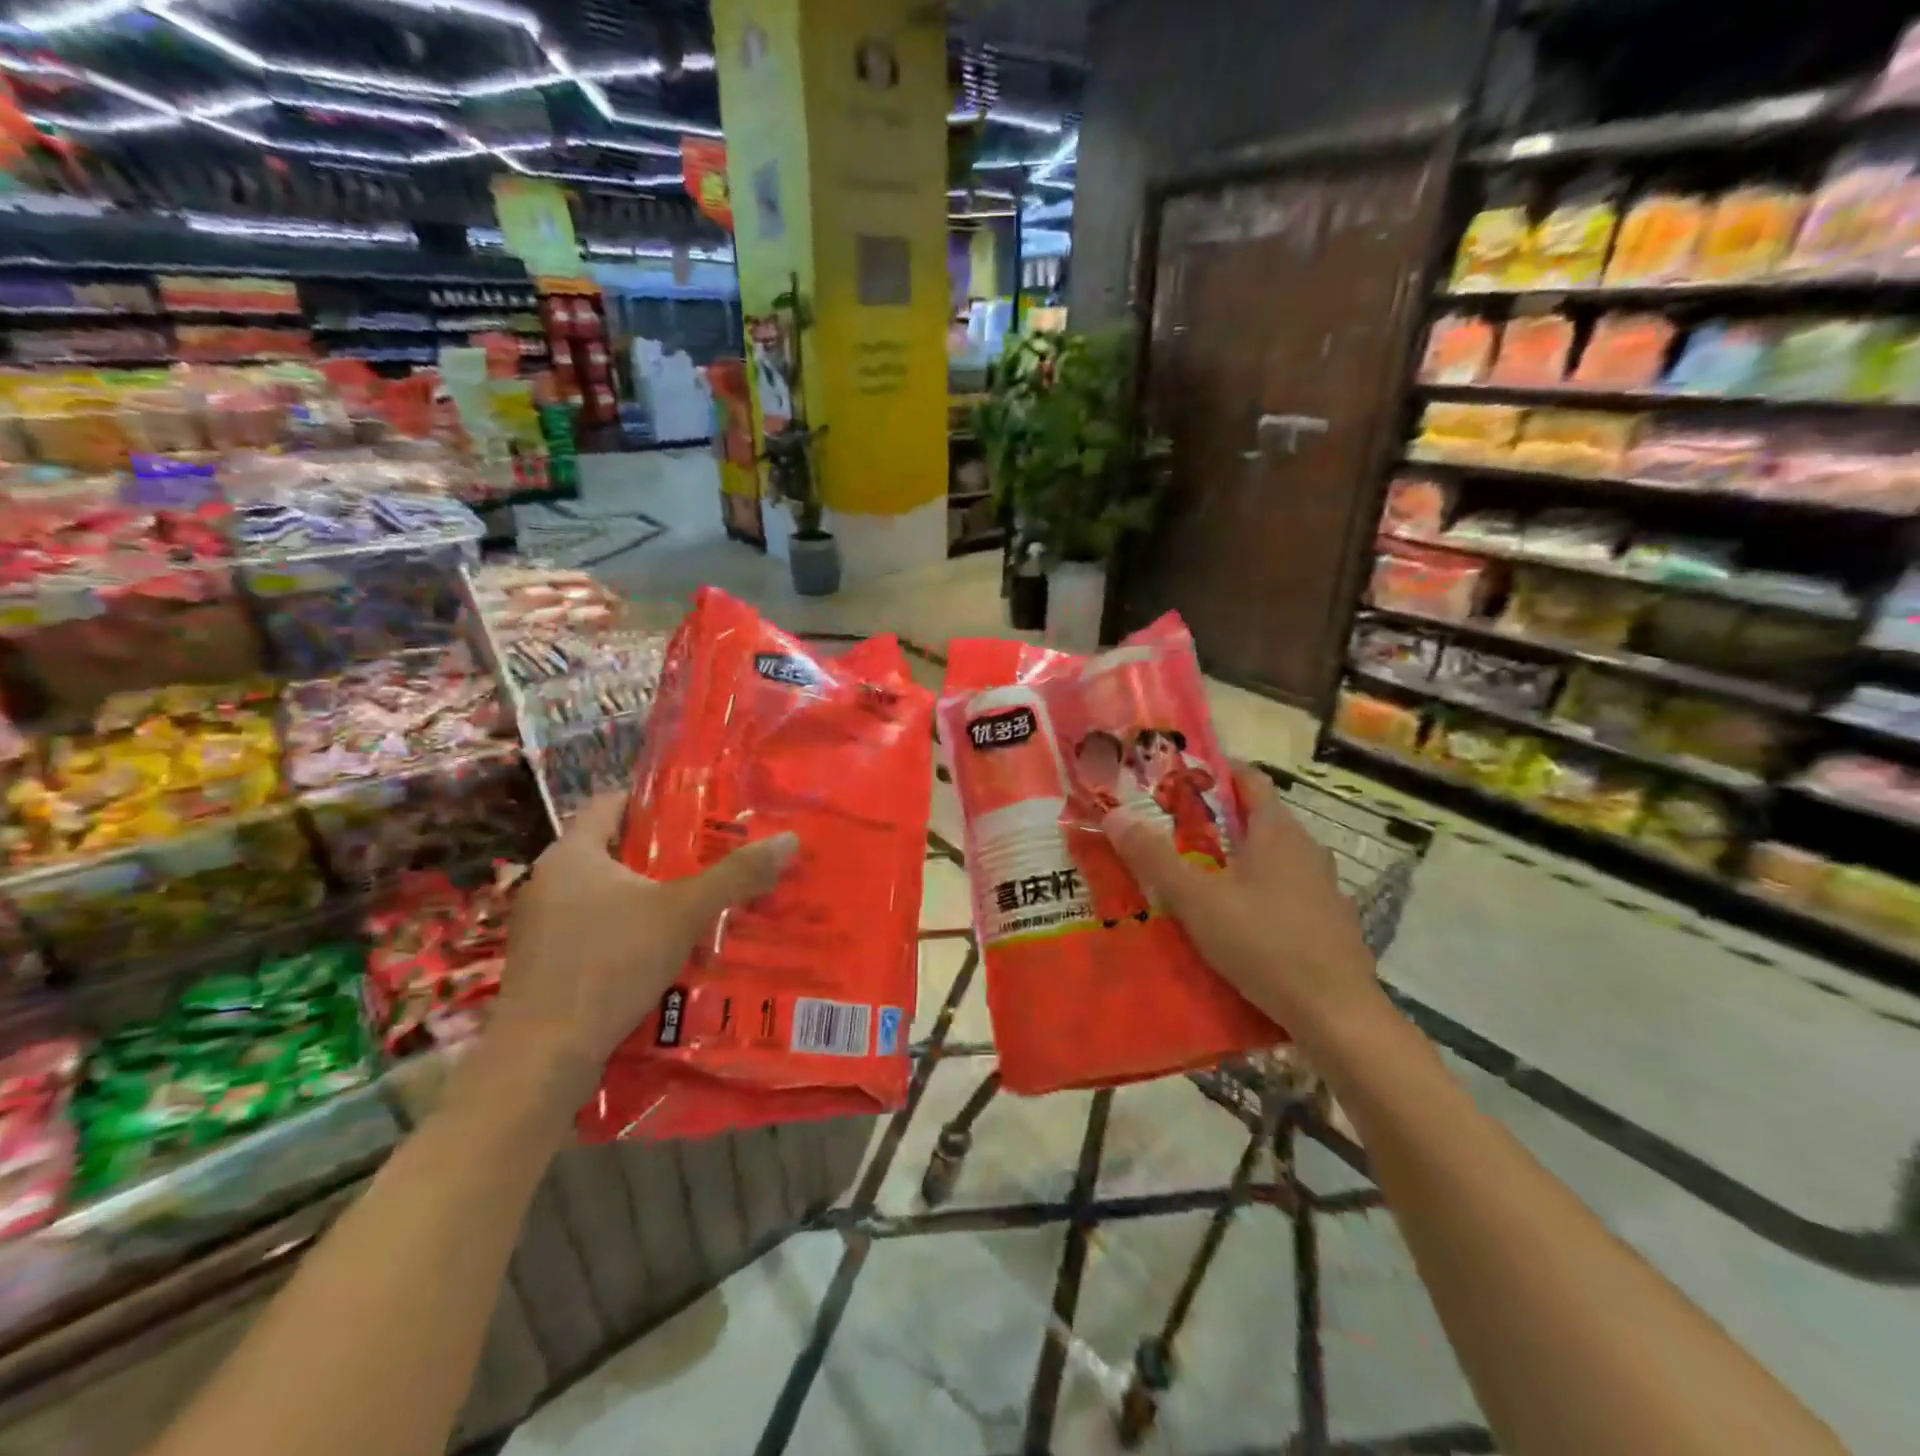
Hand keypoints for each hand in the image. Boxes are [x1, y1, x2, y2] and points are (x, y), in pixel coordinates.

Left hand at [488, 793, 798, 1109]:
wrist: (541, 1059)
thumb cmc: (609, 965)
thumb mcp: (683, 913)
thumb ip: (735, 876)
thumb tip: (789, 840)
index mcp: (570, 854)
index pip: (610, 803)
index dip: (653, 801)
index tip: (696, 811)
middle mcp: (548, 882)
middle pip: (612, 850)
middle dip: (662, 853)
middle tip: (711, 857)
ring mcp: (540, 926)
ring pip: (604, 894)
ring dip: (647, 896)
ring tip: (697, 902)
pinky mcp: (544, 964)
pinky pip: (594, 930)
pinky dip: (628, 931)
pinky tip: (664, 950)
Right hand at [1106, 763, 1381, 1036]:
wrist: (1337, 1015)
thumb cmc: (1264, 943)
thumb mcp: (1197, 900)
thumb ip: (1154, 858)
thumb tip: (1114, 815)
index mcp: (1278, 831)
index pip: (1249, 779)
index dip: (1215, 771)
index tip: (1178, 778)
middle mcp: (1306, 849)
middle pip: (1258, 818)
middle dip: (1216, 819)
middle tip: (1171, 829)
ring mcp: (1323, 887)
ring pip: (1272, 858)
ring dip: (1236, 858)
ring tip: (1196, 875)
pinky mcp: (1329, 923)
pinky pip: (1285, 891)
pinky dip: (1257, 891)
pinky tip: (1234, 920)